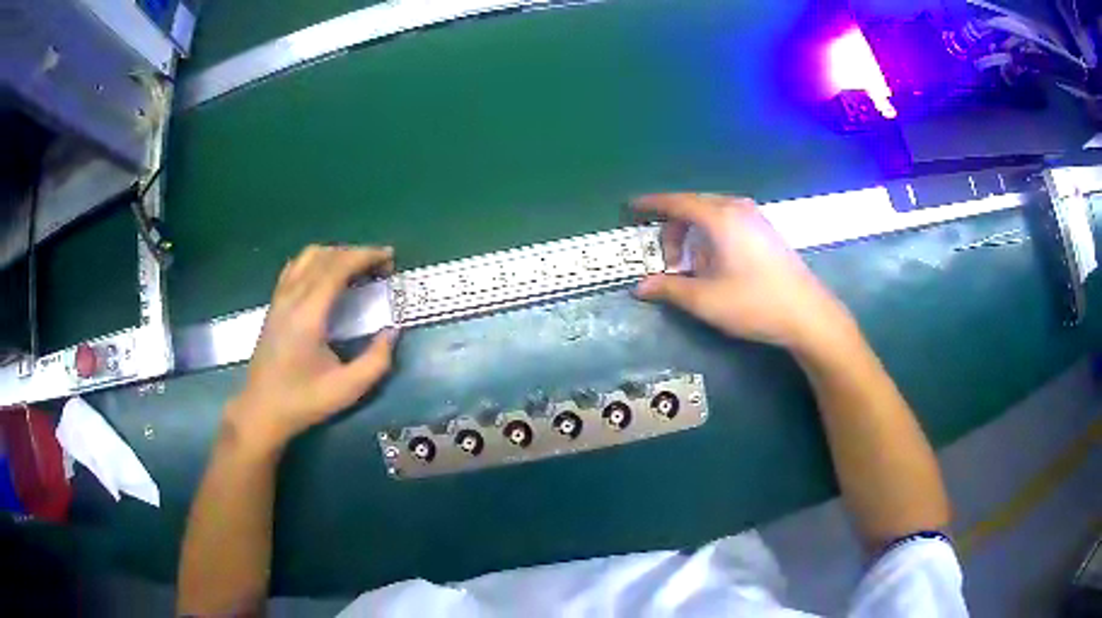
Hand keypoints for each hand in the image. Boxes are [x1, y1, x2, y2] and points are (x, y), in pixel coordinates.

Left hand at [224, 245, 398, 452]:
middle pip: (325, 256)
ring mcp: (279, 298)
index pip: (338, 267)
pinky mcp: (274, 305)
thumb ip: (377, 361)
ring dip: (336, 254)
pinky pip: (295, 267)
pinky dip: (317, 261)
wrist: (262, 410)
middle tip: (380, 266)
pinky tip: (327, 276)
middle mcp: (291, 298)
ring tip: (356, 269)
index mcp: (308, 314)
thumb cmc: (303, 401)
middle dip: (356, 253)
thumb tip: (392, 331)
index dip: (366, 256)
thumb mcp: (347, 389)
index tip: (389, 258)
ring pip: (308, 257)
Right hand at [634, 194, 852, 351]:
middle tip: (667, 261)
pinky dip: (712, 236)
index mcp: (719, 217)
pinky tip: (717, 265)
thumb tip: (640, 287)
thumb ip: (669, 288)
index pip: (676, 202)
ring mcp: (755, 217)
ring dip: (694, 235)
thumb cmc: (754, 303)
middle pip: (693, 207)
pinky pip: (728, 221)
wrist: (807, 314)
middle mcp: (737, 208)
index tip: (631, 207)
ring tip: (693, 268)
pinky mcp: (766, 230)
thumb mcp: (705, 300)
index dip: (651, 204)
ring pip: (711, 214)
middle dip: (673, 229)